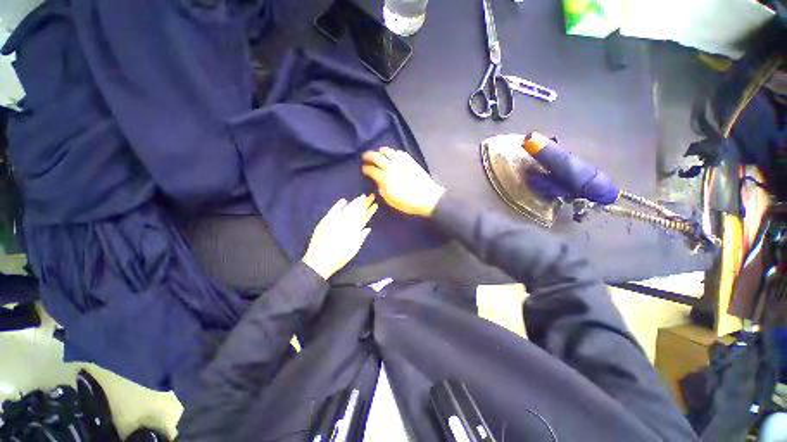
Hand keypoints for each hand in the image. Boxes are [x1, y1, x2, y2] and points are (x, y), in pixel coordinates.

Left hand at [302, 194, 377, 279]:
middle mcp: (345, 224)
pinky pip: (333, 210)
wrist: (319, 261)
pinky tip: (344, 200)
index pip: (364, 217)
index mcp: (353, 230)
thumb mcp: (353, 250)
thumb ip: (361, 238)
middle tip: (371, 196)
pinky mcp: (325, 221)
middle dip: (365, 203)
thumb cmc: (338, 258)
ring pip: (347, 209)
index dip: (370, 211)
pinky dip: (339, 205)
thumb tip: (368, 228)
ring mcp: (334, 221)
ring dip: (355, 202)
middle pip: (357, 211)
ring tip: (362, 196)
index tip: (375, 204)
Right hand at [361, 147, 445, 216]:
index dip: (365, 169)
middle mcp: (390, 167)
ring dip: (380, 151)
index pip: (370, 169)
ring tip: (378, 153)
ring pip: (387, 151)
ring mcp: (400, 162)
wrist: (427, 197)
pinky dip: (393, 153)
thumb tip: (378, 182)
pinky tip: (393, 156)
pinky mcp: (409, 160)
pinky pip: (399, 152)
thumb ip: (381, 190)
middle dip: (368, 156)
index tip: (363, 169)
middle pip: (376, 156)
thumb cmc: (408, 202)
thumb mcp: (391, 200)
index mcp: (384, 178)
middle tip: (365, 157)